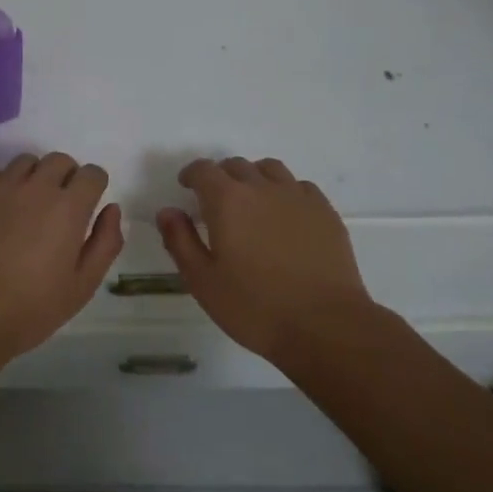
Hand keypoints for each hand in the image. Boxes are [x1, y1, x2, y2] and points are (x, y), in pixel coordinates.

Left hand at [0, 152, 123, 372]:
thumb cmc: (31, 308)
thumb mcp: (82, 285)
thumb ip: (105, 242)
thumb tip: (111, 208)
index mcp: (68, 208)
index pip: (92, 174)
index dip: (93, 188)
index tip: (86, 207)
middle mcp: (36, 186)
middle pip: (60, 160)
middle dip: (66, 178)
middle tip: (57, 209)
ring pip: (25, 163)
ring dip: (33, 178)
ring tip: (25, 209)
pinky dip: (0, 185)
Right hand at [158, 157, 373, 365]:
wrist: (325, 325)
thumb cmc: (255, 307)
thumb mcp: (203, 281)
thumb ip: (180, 241)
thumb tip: (167, 211)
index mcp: (227, 200)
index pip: (203, 170)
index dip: (191, 175)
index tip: (186, 188)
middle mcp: (262, 187)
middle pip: (236, 165)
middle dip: (221, 177)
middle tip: (216, 202)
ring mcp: (298, 196)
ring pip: (270, 169)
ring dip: (254, 178)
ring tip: (251, 202)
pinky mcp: (325, 212)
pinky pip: (299, 186)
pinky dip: (285, 191)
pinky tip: (285, 215)